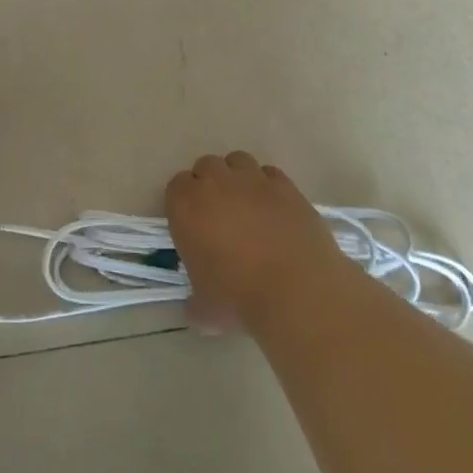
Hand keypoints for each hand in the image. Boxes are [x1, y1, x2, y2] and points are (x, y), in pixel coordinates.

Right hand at [166, 152, 353, 330]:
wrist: (296, 291)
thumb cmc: (239, 299)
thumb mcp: (205, 310)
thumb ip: (194, 301)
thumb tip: (195, 307)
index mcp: (186, 206)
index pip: (176, 187)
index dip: (184, 204)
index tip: (193, 226)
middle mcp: (215, 182)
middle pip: (205, 166)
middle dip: (210, 185)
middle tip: (219, 216)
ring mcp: (252, 179)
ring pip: (237, 161)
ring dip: (237, 178)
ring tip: (247, 206)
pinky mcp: (284, 184)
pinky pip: (269, 174)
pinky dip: (268, 186)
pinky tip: (274, 210)